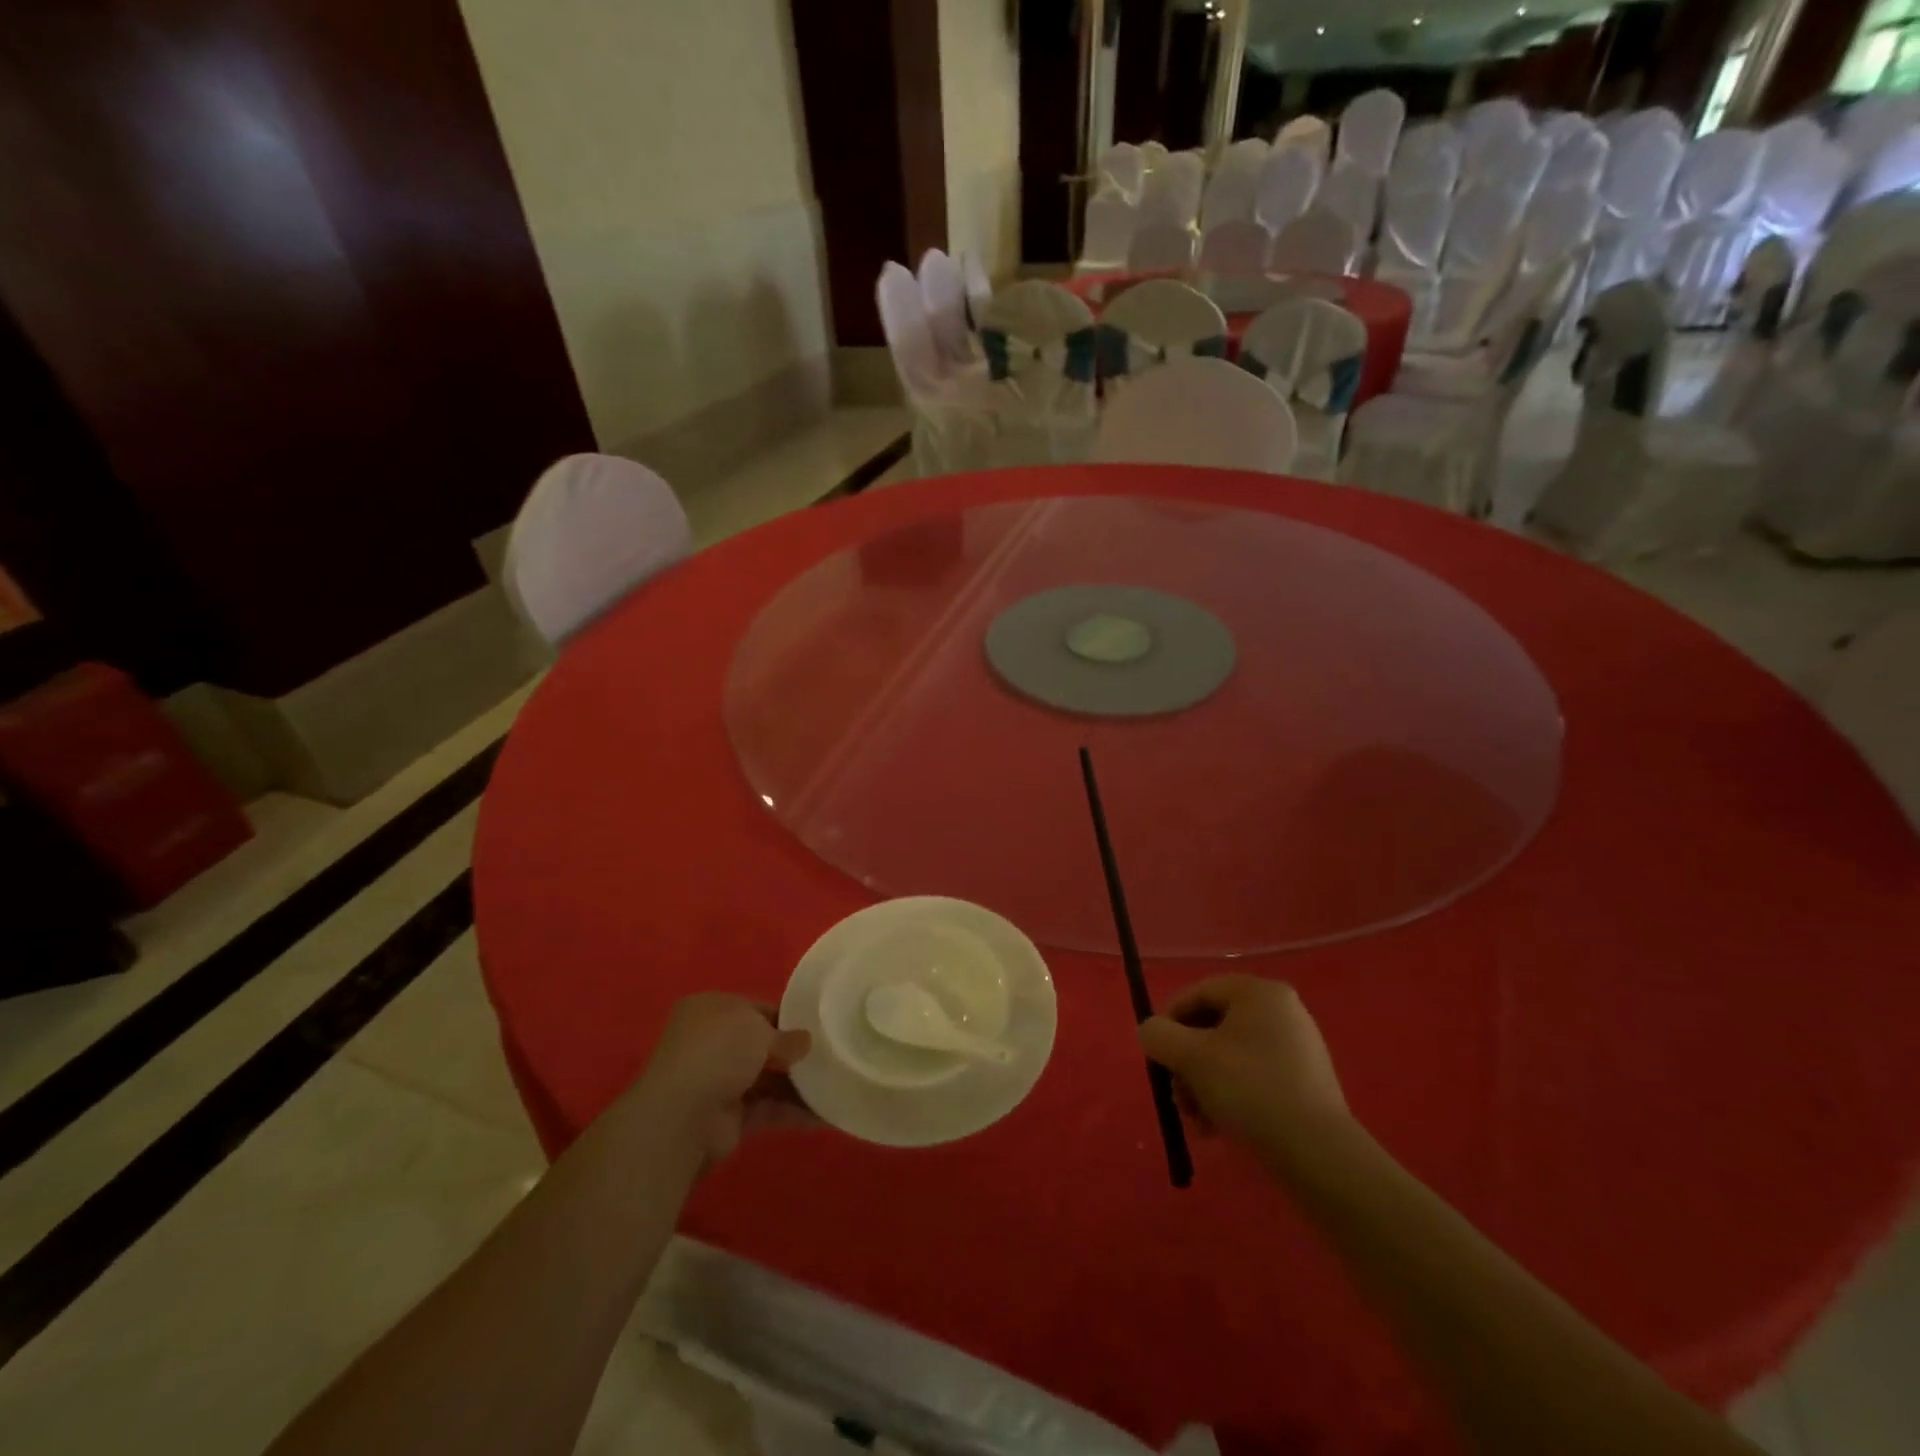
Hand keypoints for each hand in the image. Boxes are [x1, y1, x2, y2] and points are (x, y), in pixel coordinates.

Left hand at [637, 994, 813, 1163]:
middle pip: (760, 1045)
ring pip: (767, 1078)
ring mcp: (718, 1082)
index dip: (785, 1016)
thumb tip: (805, 1042)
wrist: (682, 1117)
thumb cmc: (718, 1052)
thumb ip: (786, 1036)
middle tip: (830, 1053)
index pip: (754, 1009)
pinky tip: (825, 1112)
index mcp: (711, 1010)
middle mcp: (711, 1043)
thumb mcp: (758, 1028)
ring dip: (798, 1082)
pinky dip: (794, 1110)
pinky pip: (768, 1108)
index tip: (816, 1025)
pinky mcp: (728, 1117)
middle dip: (793, 1052)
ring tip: (836, 1081)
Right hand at [1138, 975, 1347, 1159]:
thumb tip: (1150, 1031)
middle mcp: (1282, 1011)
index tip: (1156, 1053)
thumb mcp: (1191, 1058)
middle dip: (1187, 1062)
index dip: (1169, 1020)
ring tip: (1198, 1120)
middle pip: (1214, 1027)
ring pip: (1231, 1056)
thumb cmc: (1250, 1089)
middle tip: (1176, 1095)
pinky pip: (1255, 1077)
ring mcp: (1298, 1047)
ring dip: (1204, 1084)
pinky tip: (1220, 1127)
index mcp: (1259, 993)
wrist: (1318, 1153)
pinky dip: (1231, 1095)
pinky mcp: (1306, 1082)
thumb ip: (1159, 1036)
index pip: (1199, 992)